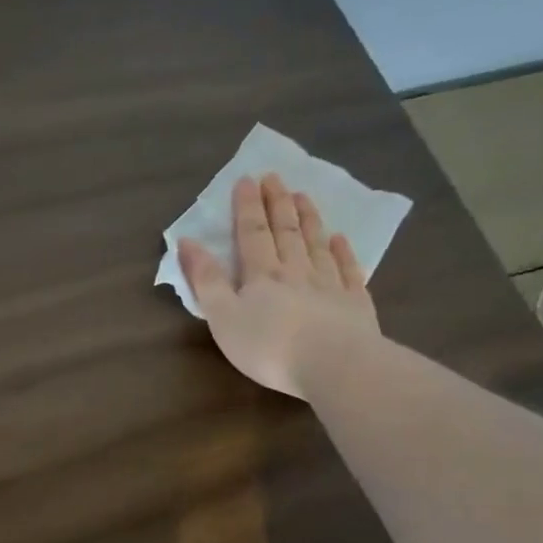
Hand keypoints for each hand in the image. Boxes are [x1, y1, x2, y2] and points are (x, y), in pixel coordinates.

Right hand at [178, 173, 380, 398]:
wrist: (335, 366)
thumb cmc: (268, 346)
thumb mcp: (222, 316)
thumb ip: (206, 280)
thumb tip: (188, 241)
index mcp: (261, 275)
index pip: (252, 233)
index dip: (247, 207)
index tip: (247, 179)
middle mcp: (296, 271)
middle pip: (286, 232)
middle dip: (277, 203)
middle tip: (275, 177)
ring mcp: (329, 285)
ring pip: (316, 244)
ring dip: (308, 219)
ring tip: (303, 196)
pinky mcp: (355, 304)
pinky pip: (348, 270)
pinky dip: (343, 252)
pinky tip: (340, 239)